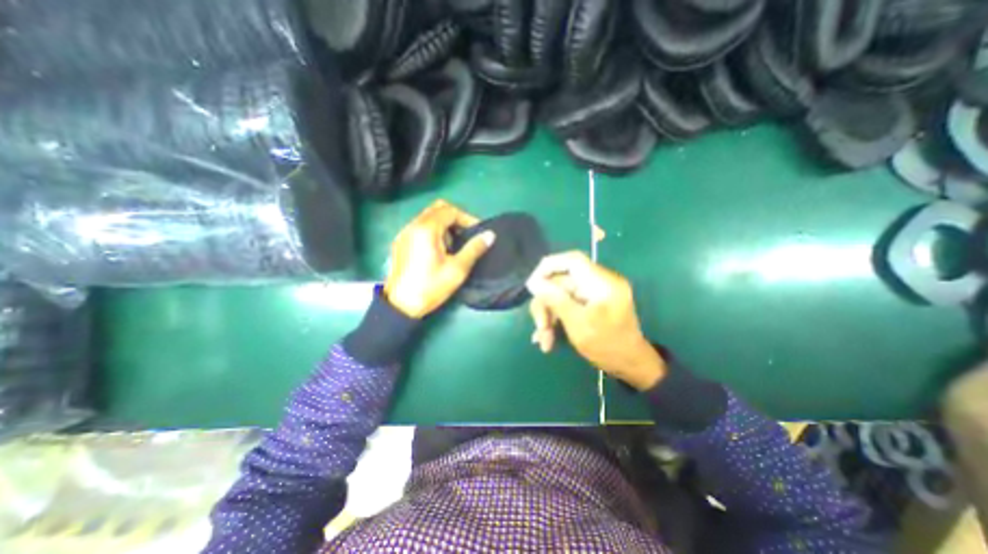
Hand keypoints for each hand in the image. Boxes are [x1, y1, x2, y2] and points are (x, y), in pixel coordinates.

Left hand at [384, 201, 493, 318]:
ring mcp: (404, 233)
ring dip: (444, 225)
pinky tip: (438, 250)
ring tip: (454, 245)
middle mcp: (413, 226)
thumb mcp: (457, 269)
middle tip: (466, 235)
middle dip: (455, 218)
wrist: (400, 306)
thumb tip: (490, 235)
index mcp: (426, 229)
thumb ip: (474, 249)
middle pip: (438, 209)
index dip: (467, 218)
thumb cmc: (431, 287)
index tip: (477, 232)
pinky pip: (419, 227)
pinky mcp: (400, 243)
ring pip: (428, 217)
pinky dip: (433, 231)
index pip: (450, 211)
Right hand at [524, 252, 662, 389]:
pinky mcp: (589, 304)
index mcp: (603, 283)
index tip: (531, 284)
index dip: (549, 267)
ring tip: (543, 339)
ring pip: (560, 295)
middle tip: (539, 326)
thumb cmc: (607, 346)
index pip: (573, 261)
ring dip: (549, 315)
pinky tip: (548, 339)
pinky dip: (556, 319)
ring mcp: (593, 294)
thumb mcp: (578, 324)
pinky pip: (566, 304)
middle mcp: (598, 283)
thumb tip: (533, 282)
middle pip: (562, 282)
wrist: (629, 366)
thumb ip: (556, 300)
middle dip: (546, 304)